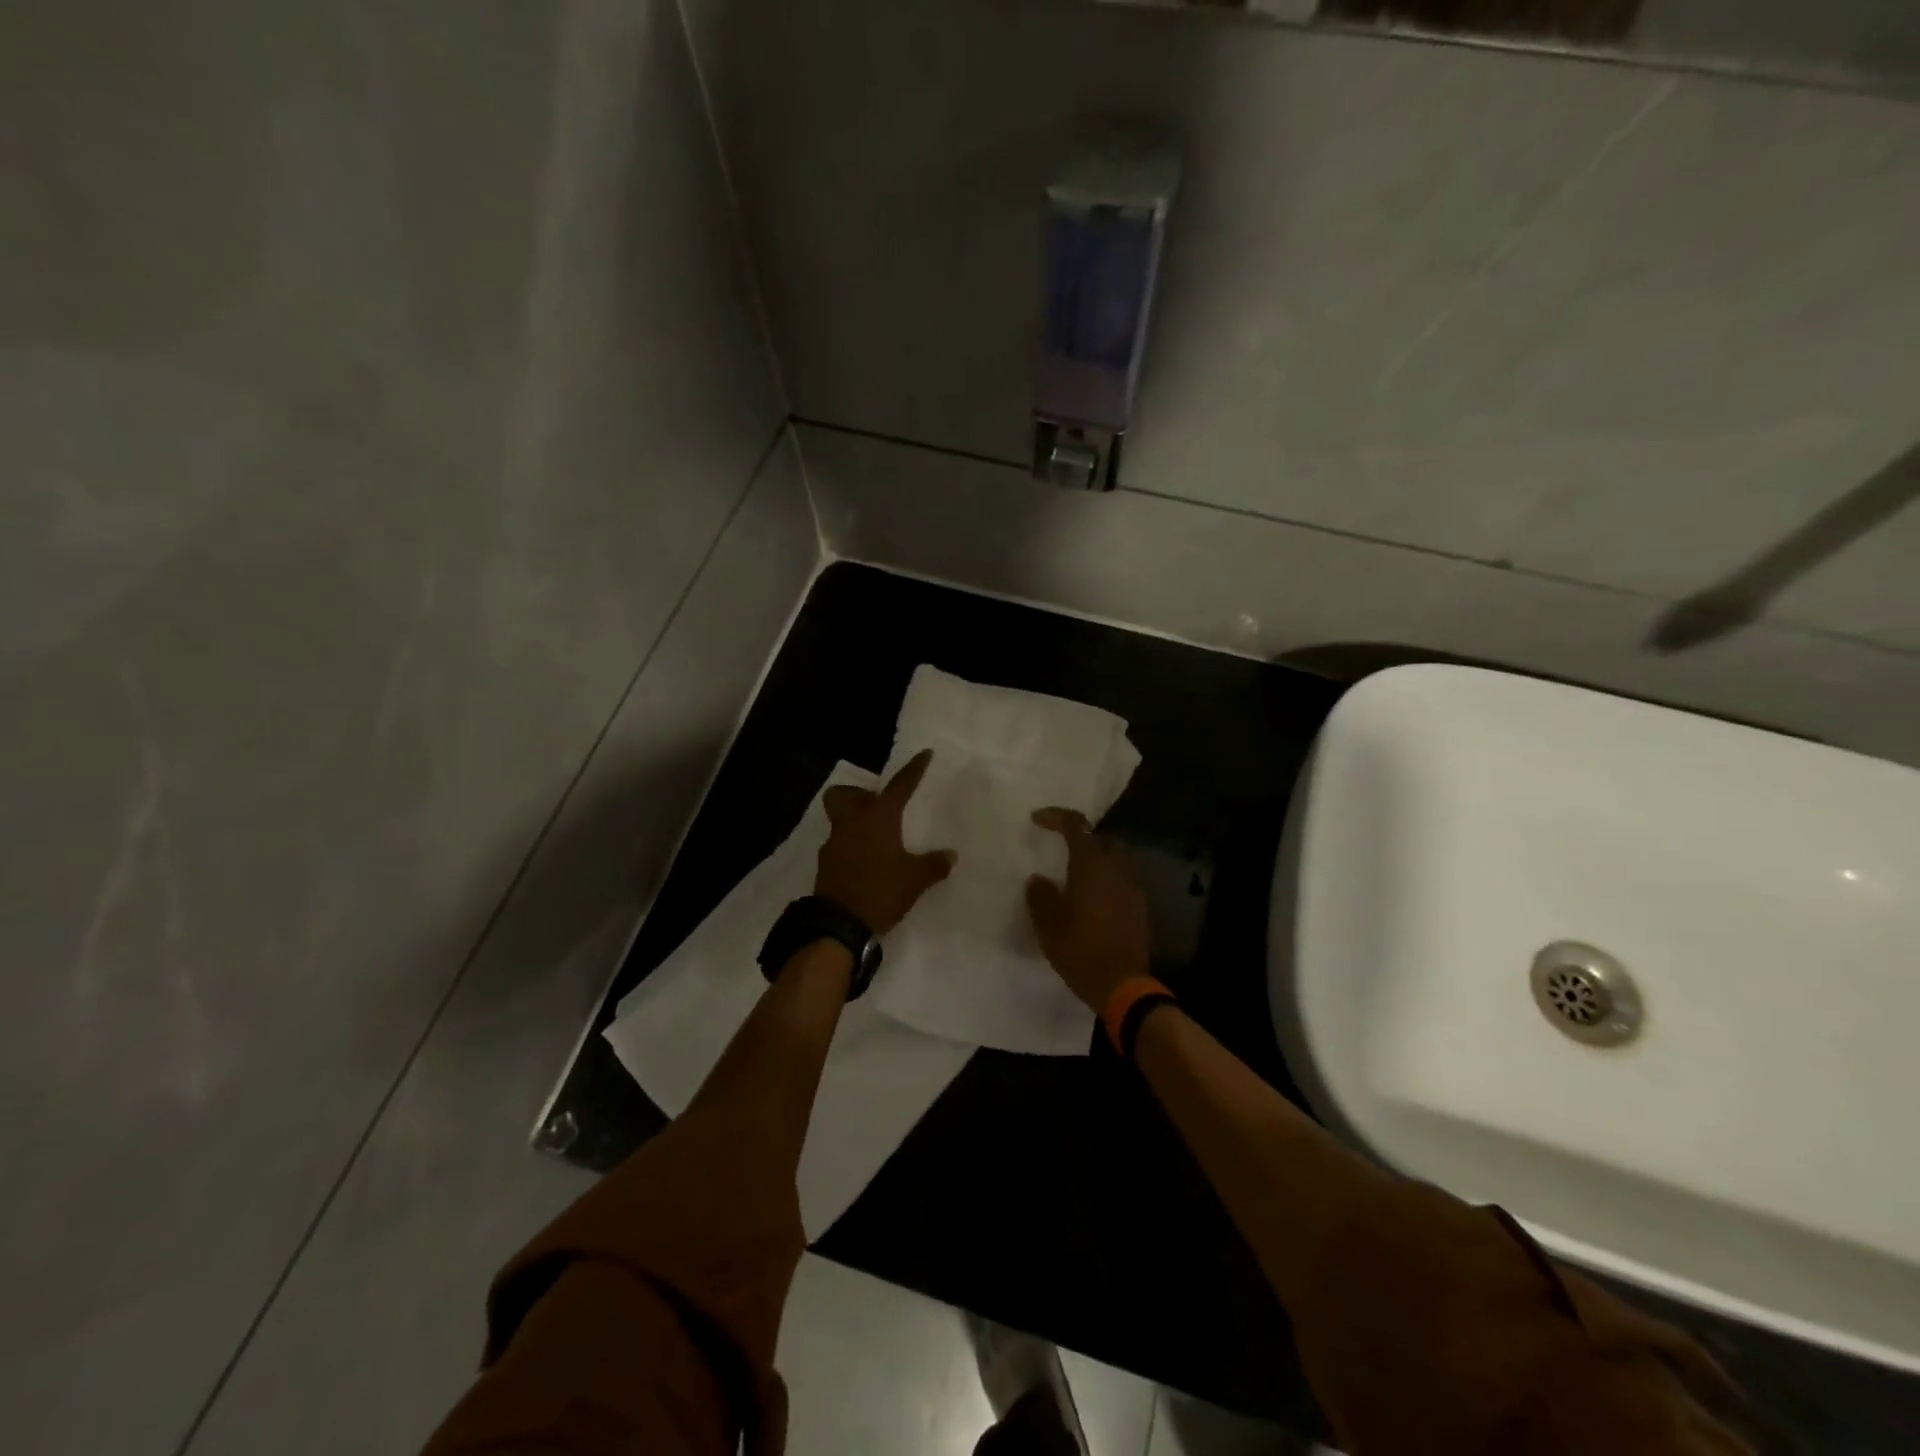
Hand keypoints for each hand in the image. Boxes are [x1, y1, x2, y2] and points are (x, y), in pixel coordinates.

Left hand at [815, 748, 955, 934]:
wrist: (839, 924)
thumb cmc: (881, 891)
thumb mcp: (915, 879)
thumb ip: (933, 864)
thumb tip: (951, 855)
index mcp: (878, 818)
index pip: (900, 786)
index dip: (914, 769)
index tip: (924, 754)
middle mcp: (852, 823)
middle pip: (845, 794)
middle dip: (858, 793)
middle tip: (877, 804)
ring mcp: (834, 843)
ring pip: (839, 819)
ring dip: (853, 820)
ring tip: (875, 837)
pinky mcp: (825, 864)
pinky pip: (838, 844)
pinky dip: (850, 846)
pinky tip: (865, 863)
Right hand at [1025, 807, 1150, 1012]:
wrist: (1122, 985)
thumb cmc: (1080, 950)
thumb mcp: (1049, 924)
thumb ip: (1041, 896)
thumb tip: (1038, 880)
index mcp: (1092, 865)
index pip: (1076, 826)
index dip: (1056, 817)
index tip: (1037, 820)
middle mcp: (1116, 869)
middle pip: (1101, 838)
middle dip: (1081, 837)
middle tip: (1061, 848)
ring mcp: (1132, 887)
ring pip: (1115, 859)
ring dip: (1096, 859)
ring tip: (1076, 874)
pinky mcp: (1139, 907)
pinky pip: (1122, 880)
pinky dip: (1107, 879)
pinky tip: (1092, 898)